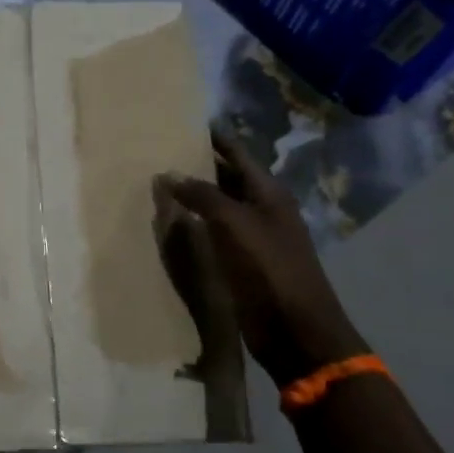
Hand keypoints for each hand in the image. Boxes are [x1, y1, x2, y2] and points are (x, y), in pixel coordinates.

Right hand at [157, 131, 369, 387]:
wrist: (295, 330)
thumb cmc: (269, 269)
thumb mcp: (234, 224)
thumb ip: (202, 196)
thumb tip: (168, 174)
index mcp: (269, 193)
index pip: (237, 154)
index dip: (214, 138)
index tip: (185, 122)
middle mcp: (263, 210)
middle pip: (228, 179)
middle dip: (199, 166)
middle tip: (161, 152)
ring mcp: (253, 238)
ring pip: (218, 208)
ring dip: (193, 197)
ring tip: (158, 184)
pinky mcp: (243, 264)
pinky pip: (214, 235)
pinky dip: (194, 225)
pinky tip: (172, 224)